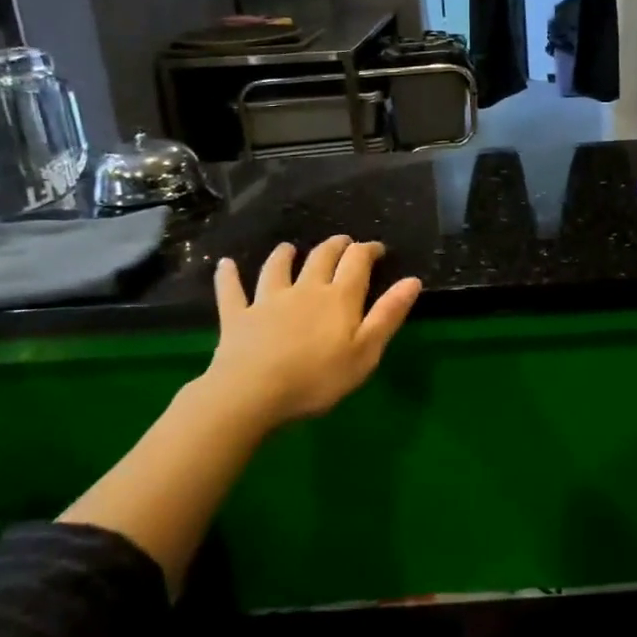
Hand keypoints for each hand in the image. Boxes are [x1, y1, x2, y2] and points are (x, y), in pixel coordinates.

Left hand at [202, 237, 421, 426]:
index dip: (368, 250)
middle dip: (335, 246)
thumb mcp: (366, 352)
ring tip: (288, 248)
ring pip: (277, 268)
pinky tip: (225, 264)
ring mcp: (268, 300)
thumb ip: (388, 314)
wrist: (253, 393)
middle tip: (343, 242)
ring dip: (284, 255)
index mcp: (339, 297)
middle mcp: (305, 289)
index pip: (357, 261)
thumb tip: (412, 280)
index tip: (376, 248)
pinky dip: (228, 276)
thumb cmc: (317, 378)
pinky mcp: (238, 316)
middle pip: (321, 257)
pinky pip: (232, 290)